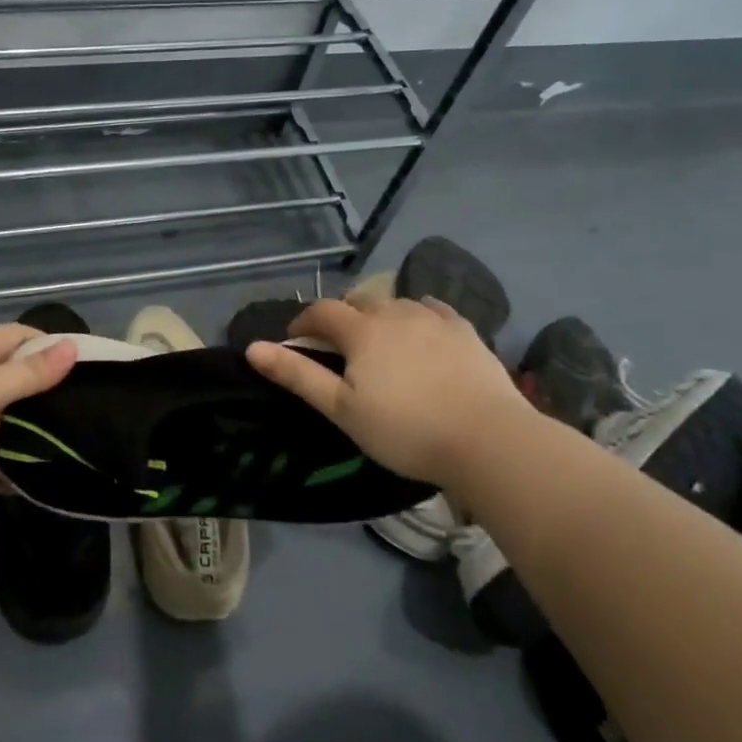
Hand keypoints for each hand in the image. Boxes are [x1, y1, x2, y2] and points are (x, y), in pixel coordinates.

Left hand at [0, 323, 77, 503]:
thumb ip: (31, 374)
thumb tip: (74, 346)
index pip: (16, 339)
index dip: (46, 344)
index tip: (82, 360)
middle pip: (15, 387)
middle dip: (45, 398)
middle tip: (89, 413)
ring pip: (4, 432)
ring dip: (30, 441)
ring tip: (76, 450)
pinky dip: (10, 477)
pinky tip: (43, 484)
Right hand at [244, 292, 526, 484]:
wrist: (488, 440)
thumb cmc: (405, 429)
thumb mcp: (341, 409)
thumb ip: (297, 375)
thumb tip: (253, 348)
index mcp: (361, 330)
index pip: (321, 311)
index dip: (303, 323)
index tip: (296, 341)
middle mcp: (394, 312)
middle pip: (358, 301)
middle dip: (341, 317)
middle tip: (339, 347)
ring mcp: (434, 319)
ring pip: (396, 303)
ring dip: (379, 315)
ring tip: (380, 343)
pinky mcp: (466, 331)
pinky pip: (433, 309)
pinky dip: (418, 315)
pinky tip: (422, 332)